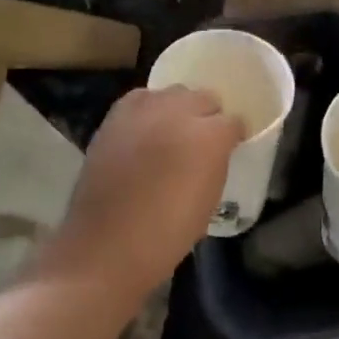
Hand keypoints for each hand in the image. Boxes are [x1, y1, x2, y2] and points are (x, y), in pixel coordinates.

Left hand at [41, 87, 242, 305]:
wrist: (106, 245)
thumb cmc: (167, 234)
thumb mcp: (209, 200)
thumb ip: (216, 163)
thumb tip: (215, 152)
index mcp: (209, 137)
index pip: (233, 121)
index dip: (233, 135)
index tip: (230, 148)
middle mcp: (179, 112)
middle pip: (204, 98)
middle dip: (208, 117)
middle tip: (202, 141)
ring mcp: (145, 110)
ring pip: (173, 93)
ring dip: (179, 109)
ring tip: (173, 132)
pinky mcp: (116, 115)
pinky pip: (142, 98)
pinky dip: (149, 109)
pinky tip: (146, 129)